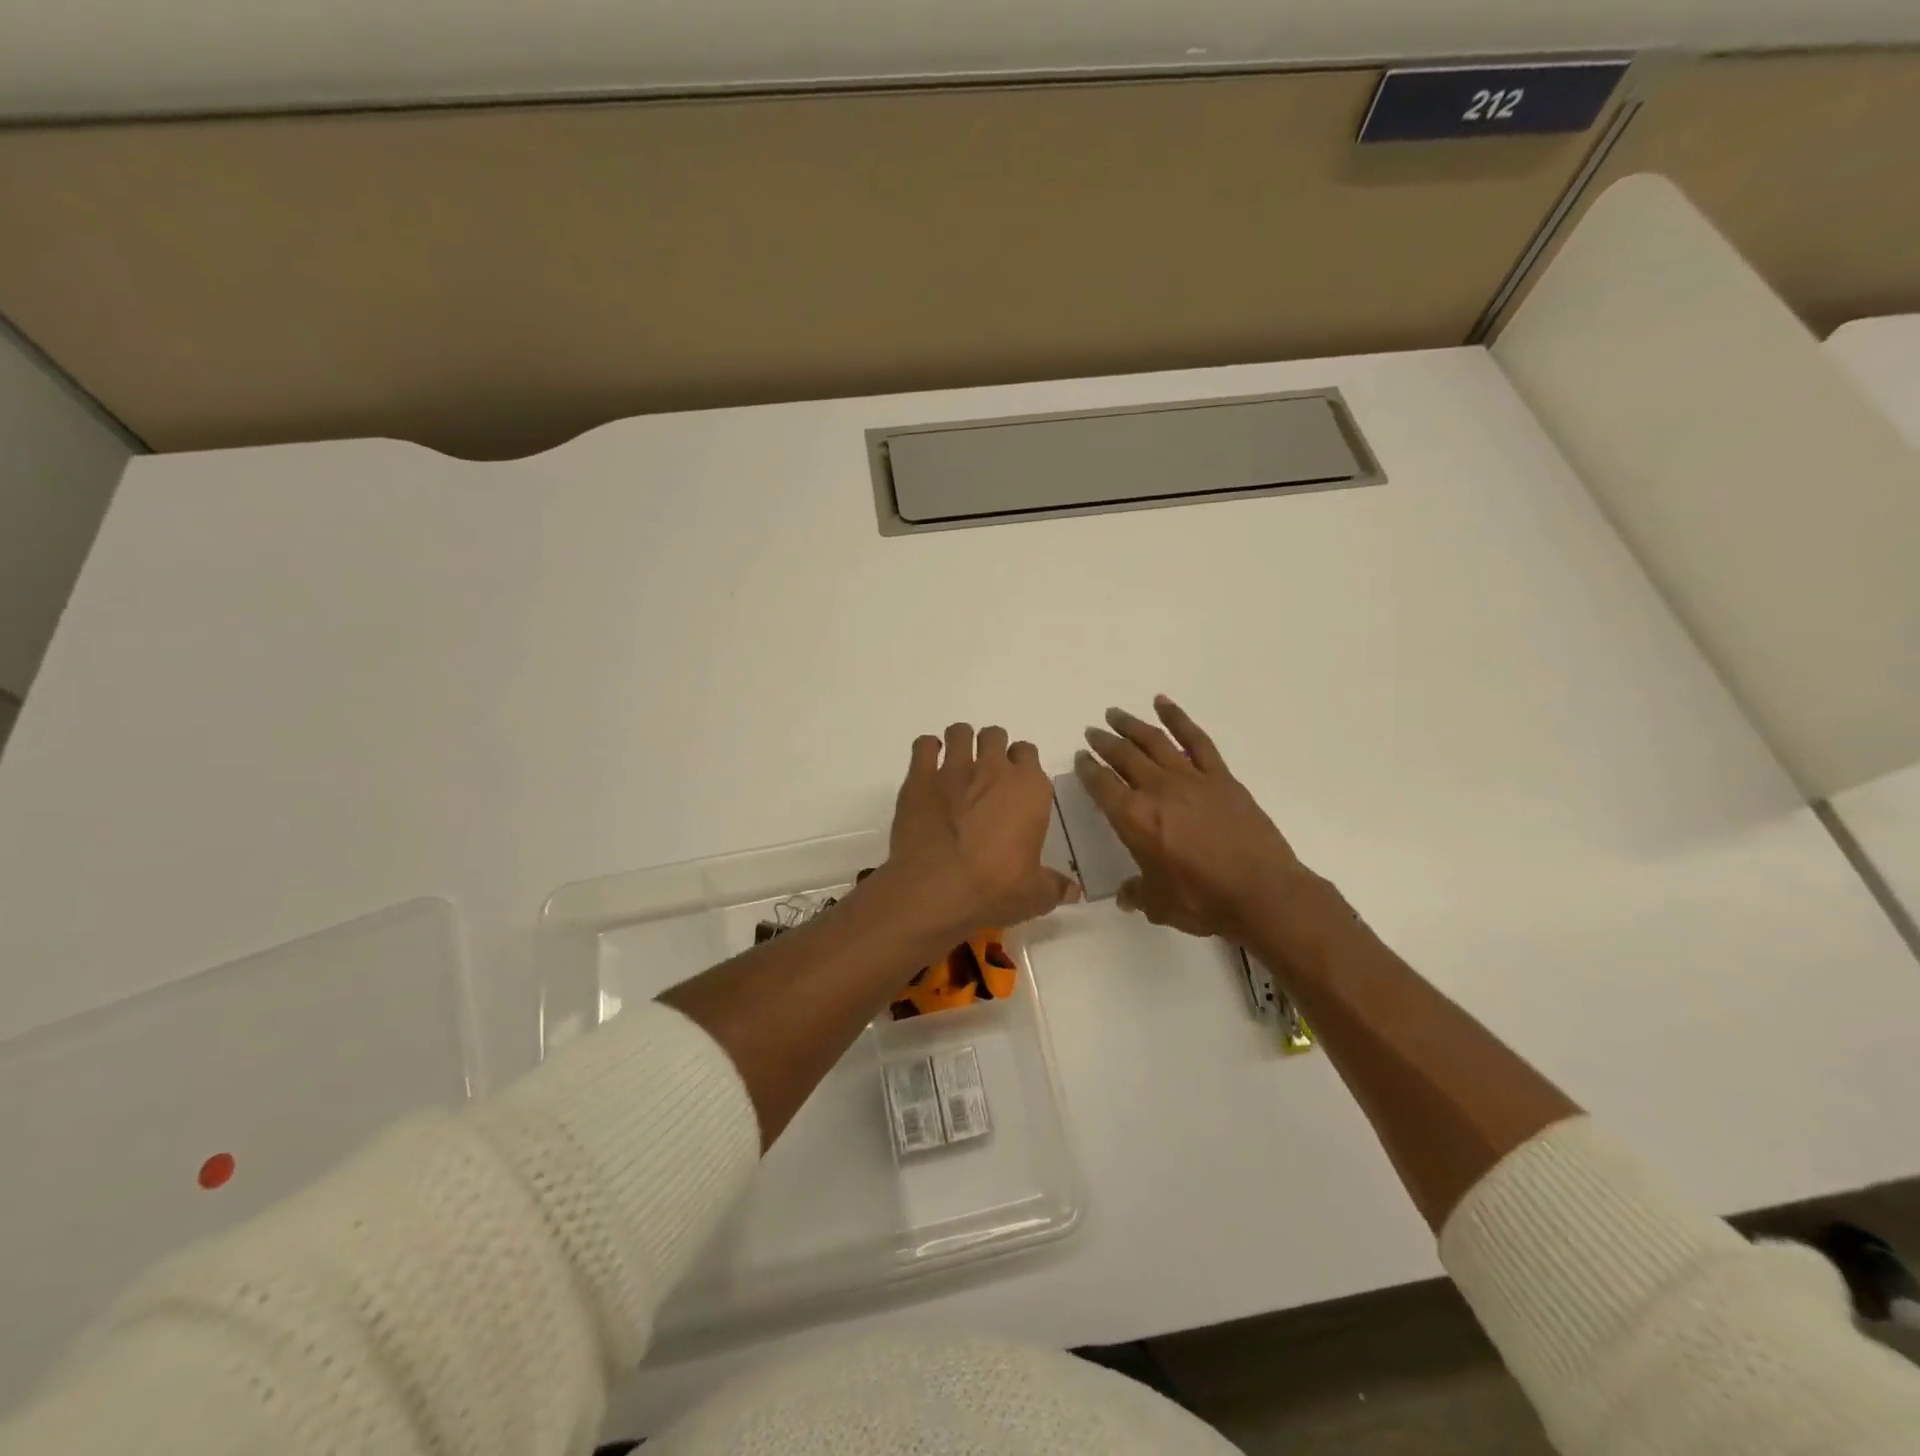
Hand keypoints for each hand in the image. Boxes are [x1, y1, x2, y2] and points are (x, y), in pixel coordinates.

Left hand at [883, 722, 1079, 939]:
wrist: (936, 889)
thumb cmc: (994, 889)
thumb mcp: (1034, 896)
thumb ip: (1054, 886)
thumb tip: (1074, 892)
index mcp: (1029, 789)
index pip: (1029, 753)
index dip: (1021, 764)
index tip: (1014, 782)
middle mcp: (994, 769)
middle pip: (995, 736)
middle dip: (991, 748)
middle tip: (985, 773)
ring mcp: (955, 769)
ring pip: (960, 732)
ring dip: (960, 742)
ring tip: (956, 764)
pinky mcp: (920, 777)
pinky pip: (924, 745)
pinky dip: (927, 750)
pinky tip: (927, 767)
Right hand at [1077, 696, 1313, 943]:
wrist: (1262, 893)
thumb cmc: (1204, 901)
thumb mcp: (1159, 905)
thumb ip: (1138, 893)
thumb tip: (1127, 896)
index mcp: (1134, 819)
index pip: (1101, 785)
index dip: (1087, 769)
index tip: (1080, 758)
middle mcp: (1156, 790)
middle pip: (1123, 756)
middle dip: (1103, 742)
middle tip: (1092, 732)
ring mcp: (1190, 779)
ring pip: (1154, 741)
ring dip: (1131, 725)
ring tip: (1115, 713)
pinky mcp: (1220, 777)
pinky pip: (1196, 740)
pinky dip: (1178, 718)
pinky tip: (1163, 703)